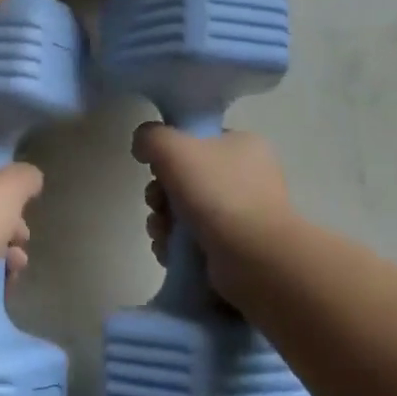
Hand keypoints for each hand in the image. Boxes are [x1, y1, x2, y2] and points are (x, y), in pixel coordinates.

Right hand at [132, 125, 294, 303]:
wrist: (253, 258)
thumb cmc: (217, 194)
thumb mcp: (174, 148)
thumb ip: (151, 137)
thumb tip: (143, 146)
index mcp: (244, 146)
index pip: (198, 141)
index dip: (170, 153)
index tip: (157, 168)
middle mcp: (247, 178)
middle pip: (185, 179)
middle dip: (160, 194)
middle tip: (157, 204)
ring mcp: (242, 216)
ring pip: (184, 212)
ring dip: (163, 222)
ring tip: (162, 233)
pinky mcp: (233, 249)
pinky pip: (192, 241)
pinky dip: (174, 246)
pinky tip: (169, 251)